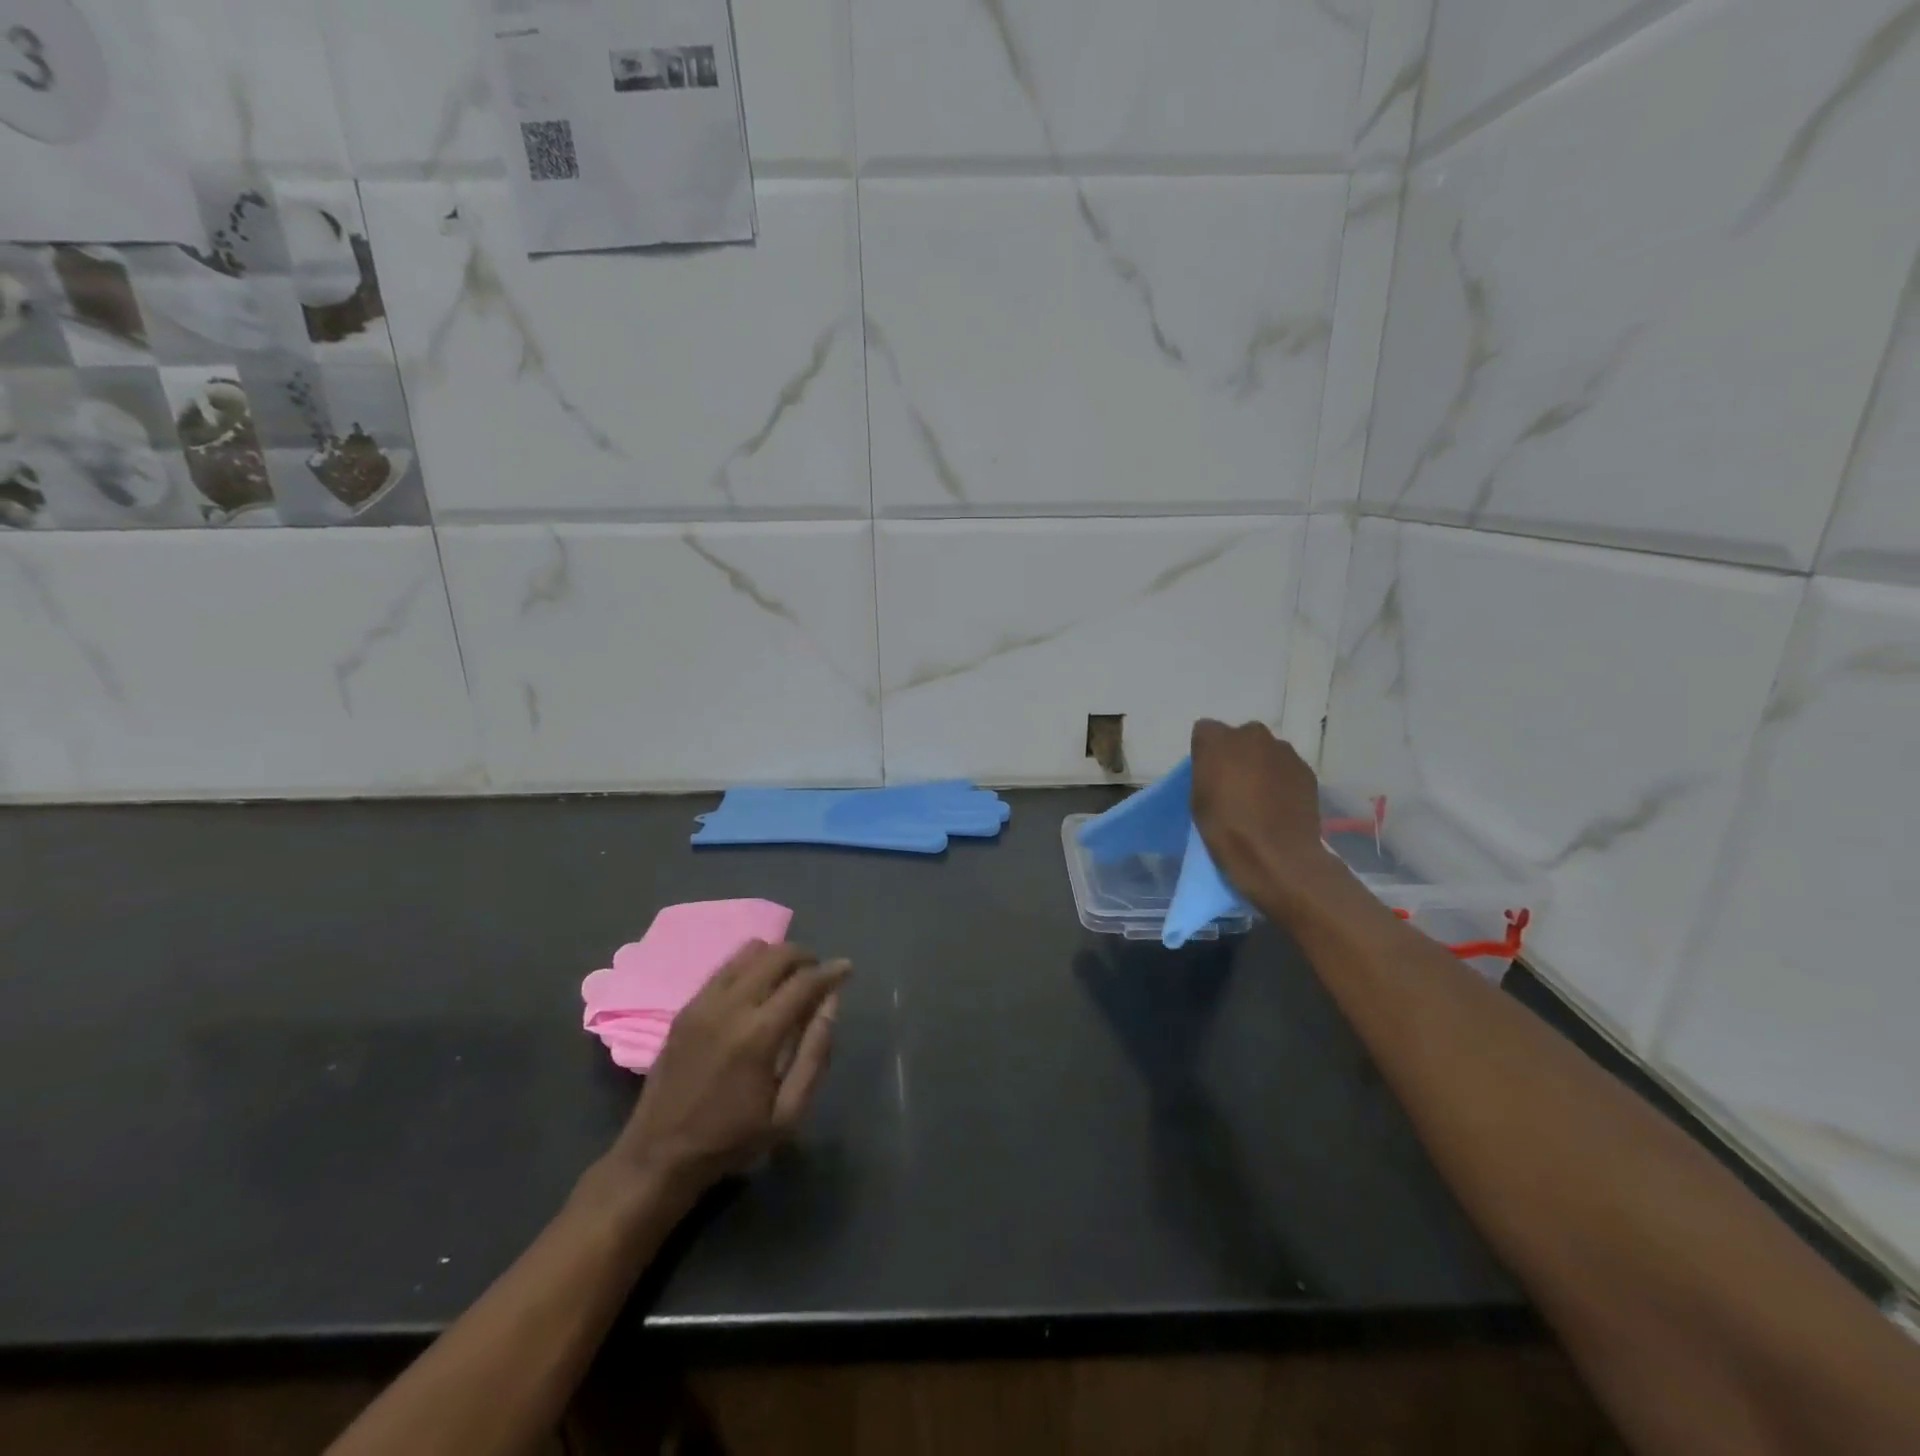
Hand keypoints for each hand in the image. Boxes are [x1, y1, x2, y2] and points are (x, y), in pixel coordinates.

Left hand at [605, 941, 849, 1199]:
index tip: (847, 968)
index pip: (804, 982)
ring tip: (788, 980)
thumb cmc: (731, 1140)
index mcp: (759, 1035)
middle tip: (818, 976)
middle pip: (777, 954)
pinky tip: (757, 989)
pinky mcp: (686, 1007)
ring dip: (776, 957)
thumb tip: (831, 1002)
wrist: (658, 1156)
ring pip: (749, 952)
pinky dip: (749, 966)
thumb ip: (815, 1053)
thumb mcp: (788, 1113)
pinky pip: (725, 967)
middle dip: (805, 957)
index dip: (831, 971)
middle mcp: (730, 1006)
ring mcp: (703, 1002)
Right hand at [1190, 720, 1329, 896]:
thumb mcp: (1198, 799)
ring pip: (1265, 751)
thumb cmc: (1226, 828)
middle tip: (1234, 783)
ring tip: (1260, 796)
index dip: (1205, 752)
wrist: (1277, 856)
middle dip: (1236, 754)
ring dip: (1261, 765)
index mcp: (1218, 740)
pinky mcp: (1306, 769)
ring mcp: (1283, 751)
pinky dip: (1281, 779)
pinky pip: (1286, 767)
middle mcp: (1252, 735)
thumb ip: (1206, 771)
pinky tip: (1279, 803)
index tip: (1207, 774)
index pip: (1205, 731)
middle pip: (1239, 737)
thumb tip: (1217, 766)